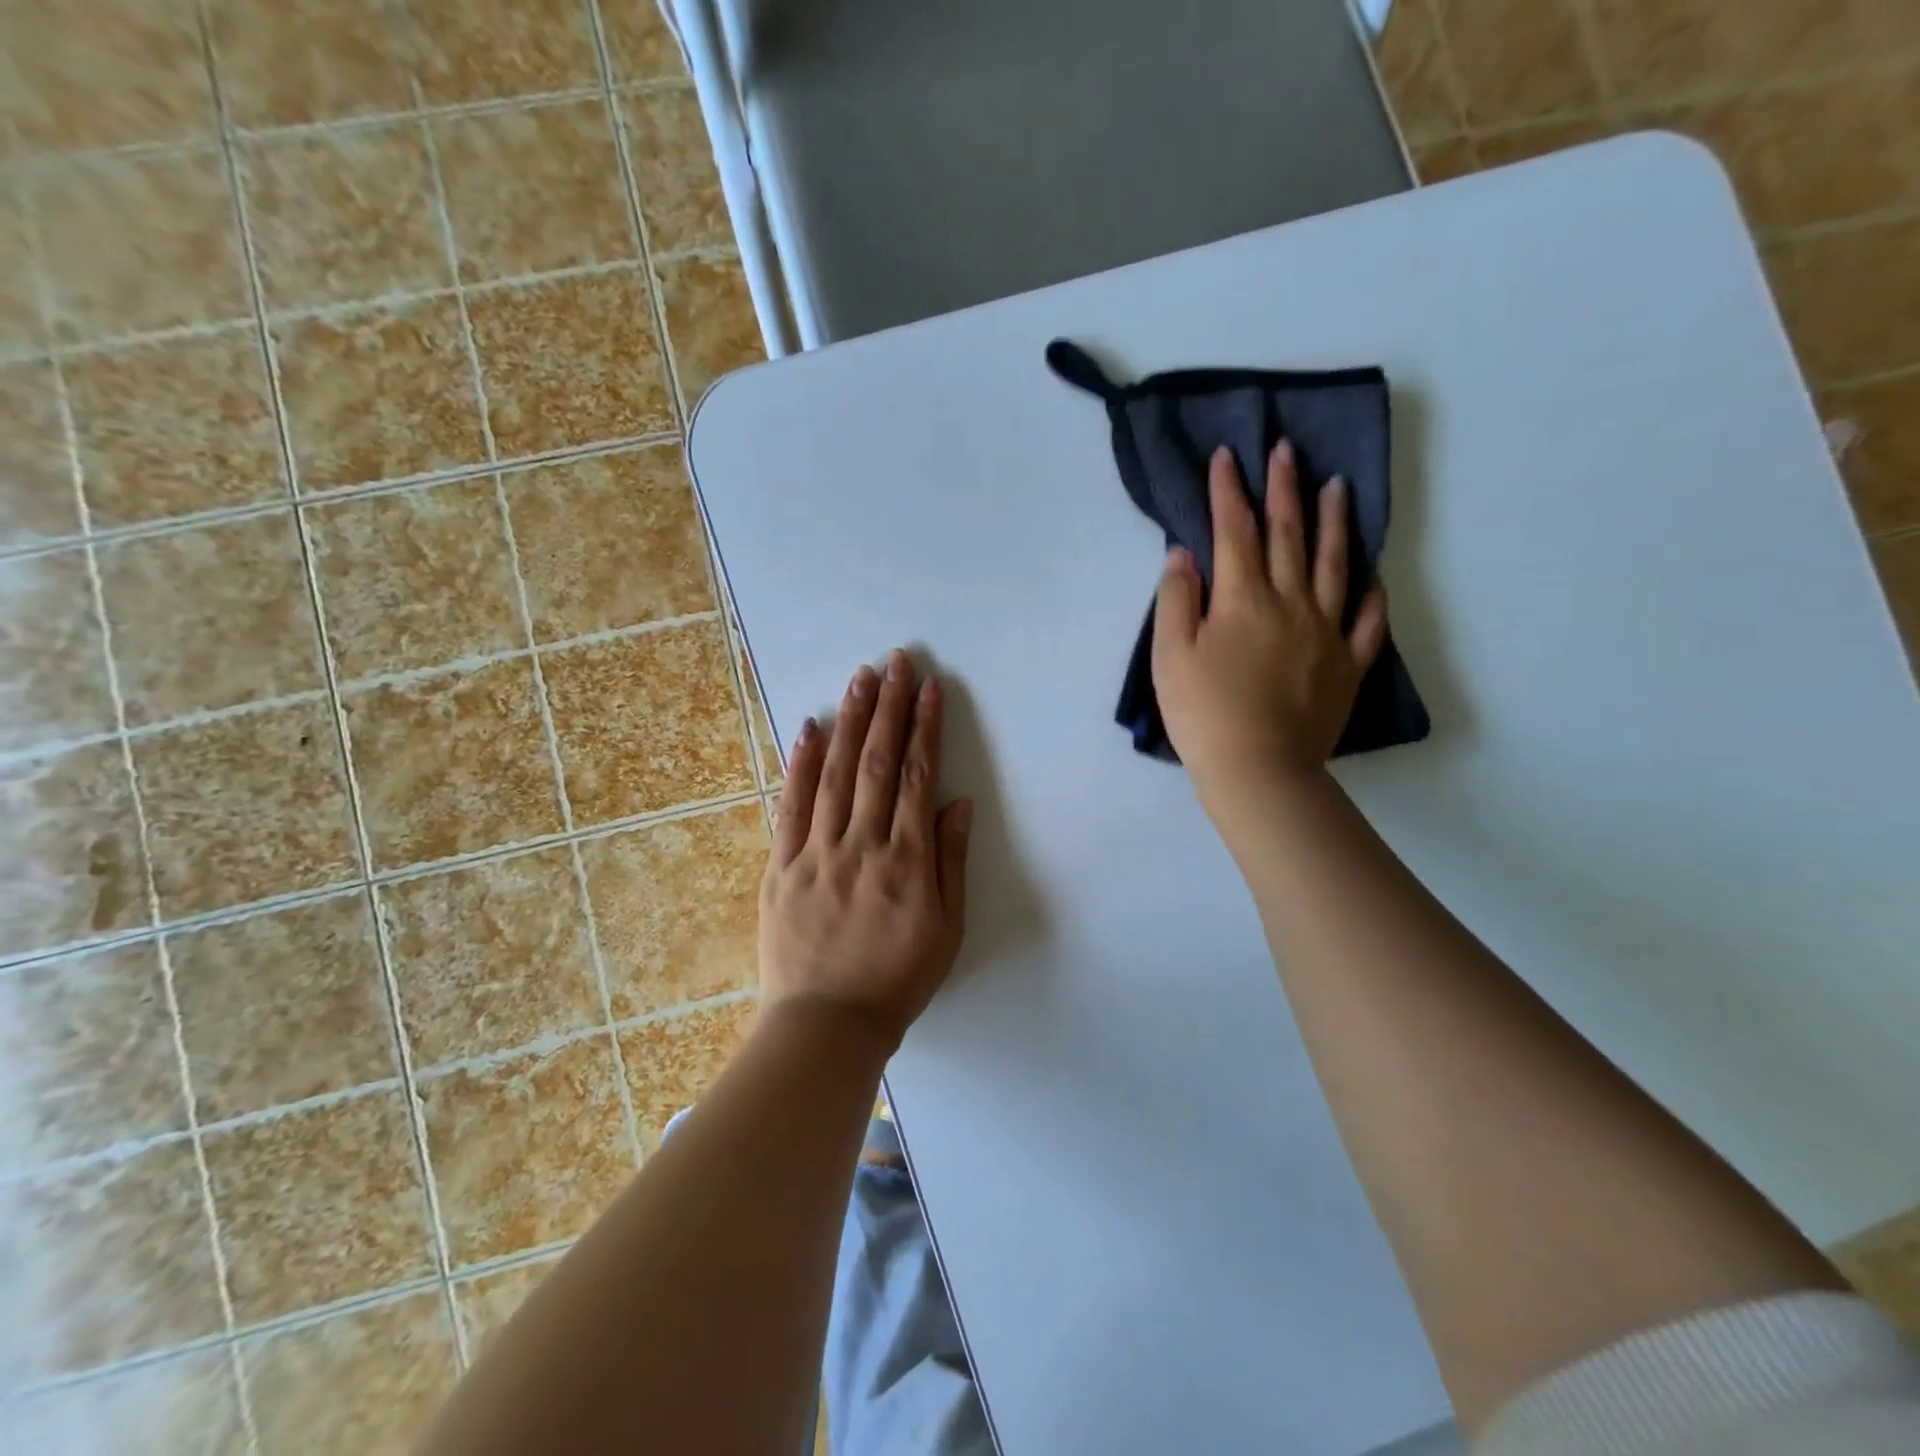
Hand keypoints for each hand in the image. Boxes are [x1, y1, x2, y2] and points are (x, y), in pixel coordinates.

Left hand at [759, 650, 972, 1050]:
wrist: (827, 1025)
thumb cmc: (897, 979)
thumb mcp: (946, 930)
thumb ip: (952, 862)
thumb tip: (957, 803)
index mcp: (907, 861)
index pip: (919, 777)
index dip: (926, 727)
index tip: (930, 688)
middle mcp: (862, 845)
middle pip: (878, 763)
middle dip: (889, 707)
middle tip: (895, 661)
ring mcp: (817, 853)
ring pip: (835, 774)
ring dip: (850, 722)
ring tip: (860, 679)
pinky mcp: (781, 867)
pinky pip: (791, 807)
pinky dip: (800, 765)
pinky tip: (810, 729)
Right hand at [1152, 442, 1388, 817]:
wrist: (1259, 769)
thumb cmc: (1203, 713)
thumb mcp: (1169, 656)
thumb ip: (1177, 600)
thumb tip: (1185, 553)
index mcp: (1243, 599)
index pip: (1235, 531)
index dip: (1228, 491)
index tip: (1227, 455)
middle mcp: (1290, 603)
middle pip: (1288, 536)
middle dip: (1284, 489)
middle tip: (1287, 450)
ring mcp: (1326, 632)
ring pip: (1333, 565)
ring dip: (1334, 522)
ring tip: (1338, 486)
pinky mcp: (1347, 665)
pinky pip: (1365, 622)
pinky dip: (1369, 595)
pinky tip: (1370, 577)